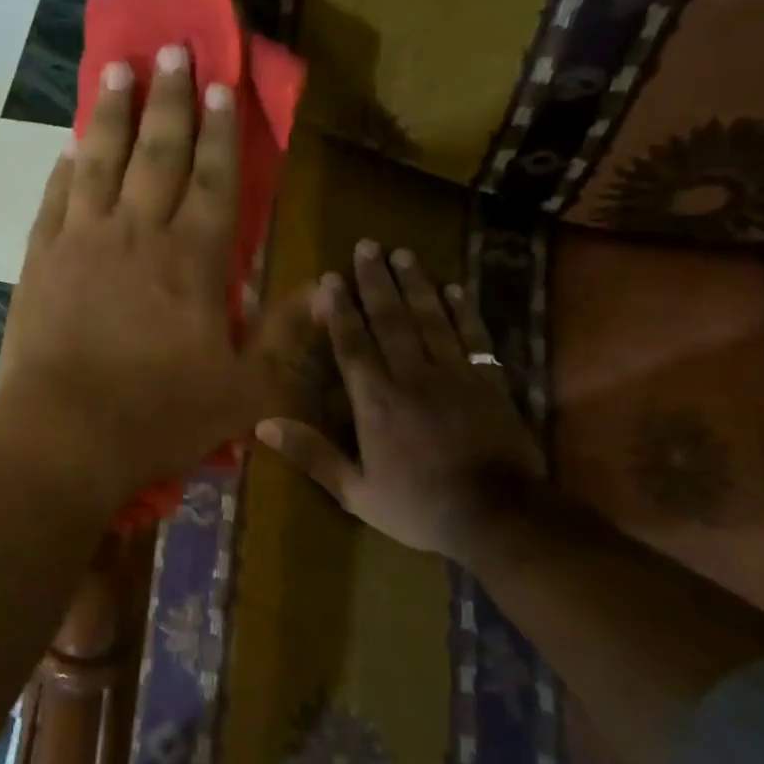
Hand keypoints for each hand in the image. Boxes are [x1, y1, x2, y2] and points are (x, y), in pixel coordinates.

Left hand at [0, 45, 313, 498]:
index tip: (223, 84)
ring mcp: (83, 240)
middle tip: (174, 51)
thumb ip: (286, 337)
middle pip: (158, 153)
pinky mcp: (41, 258)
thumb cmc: (160, 415)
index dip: (221, 129)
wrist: (65, 434)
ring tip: (120, 69)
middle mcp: (139, 233)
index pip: (213, 177)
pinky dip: (66, 168)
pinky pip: (56, 198)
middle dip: (171, 99)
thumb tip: (325, 289)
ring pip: (103, 161)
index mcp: (193, 259)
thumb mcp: (245, 391)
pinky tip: (71, 144)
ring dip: (115, 113)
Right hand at [256, 243, 543, 558]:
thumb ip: (312, 455)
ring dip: (414, 284)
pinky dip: (463, 310)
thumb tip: (263, 425)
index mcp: (375, 400)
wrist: (500, 517)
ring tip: (402, 254)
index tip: (331, 278)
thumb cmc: (420, 506)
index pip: (352, 343)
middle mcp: (411, 375)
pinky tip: (454, 288)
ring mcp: (454, 374)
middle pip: (390, 318)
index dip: (340, 309)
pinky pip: (473, 337)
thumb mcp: (356, 492)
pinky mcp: (489, 381)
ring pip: (430, 318)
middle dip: (375, 281)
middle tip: (367, 245)